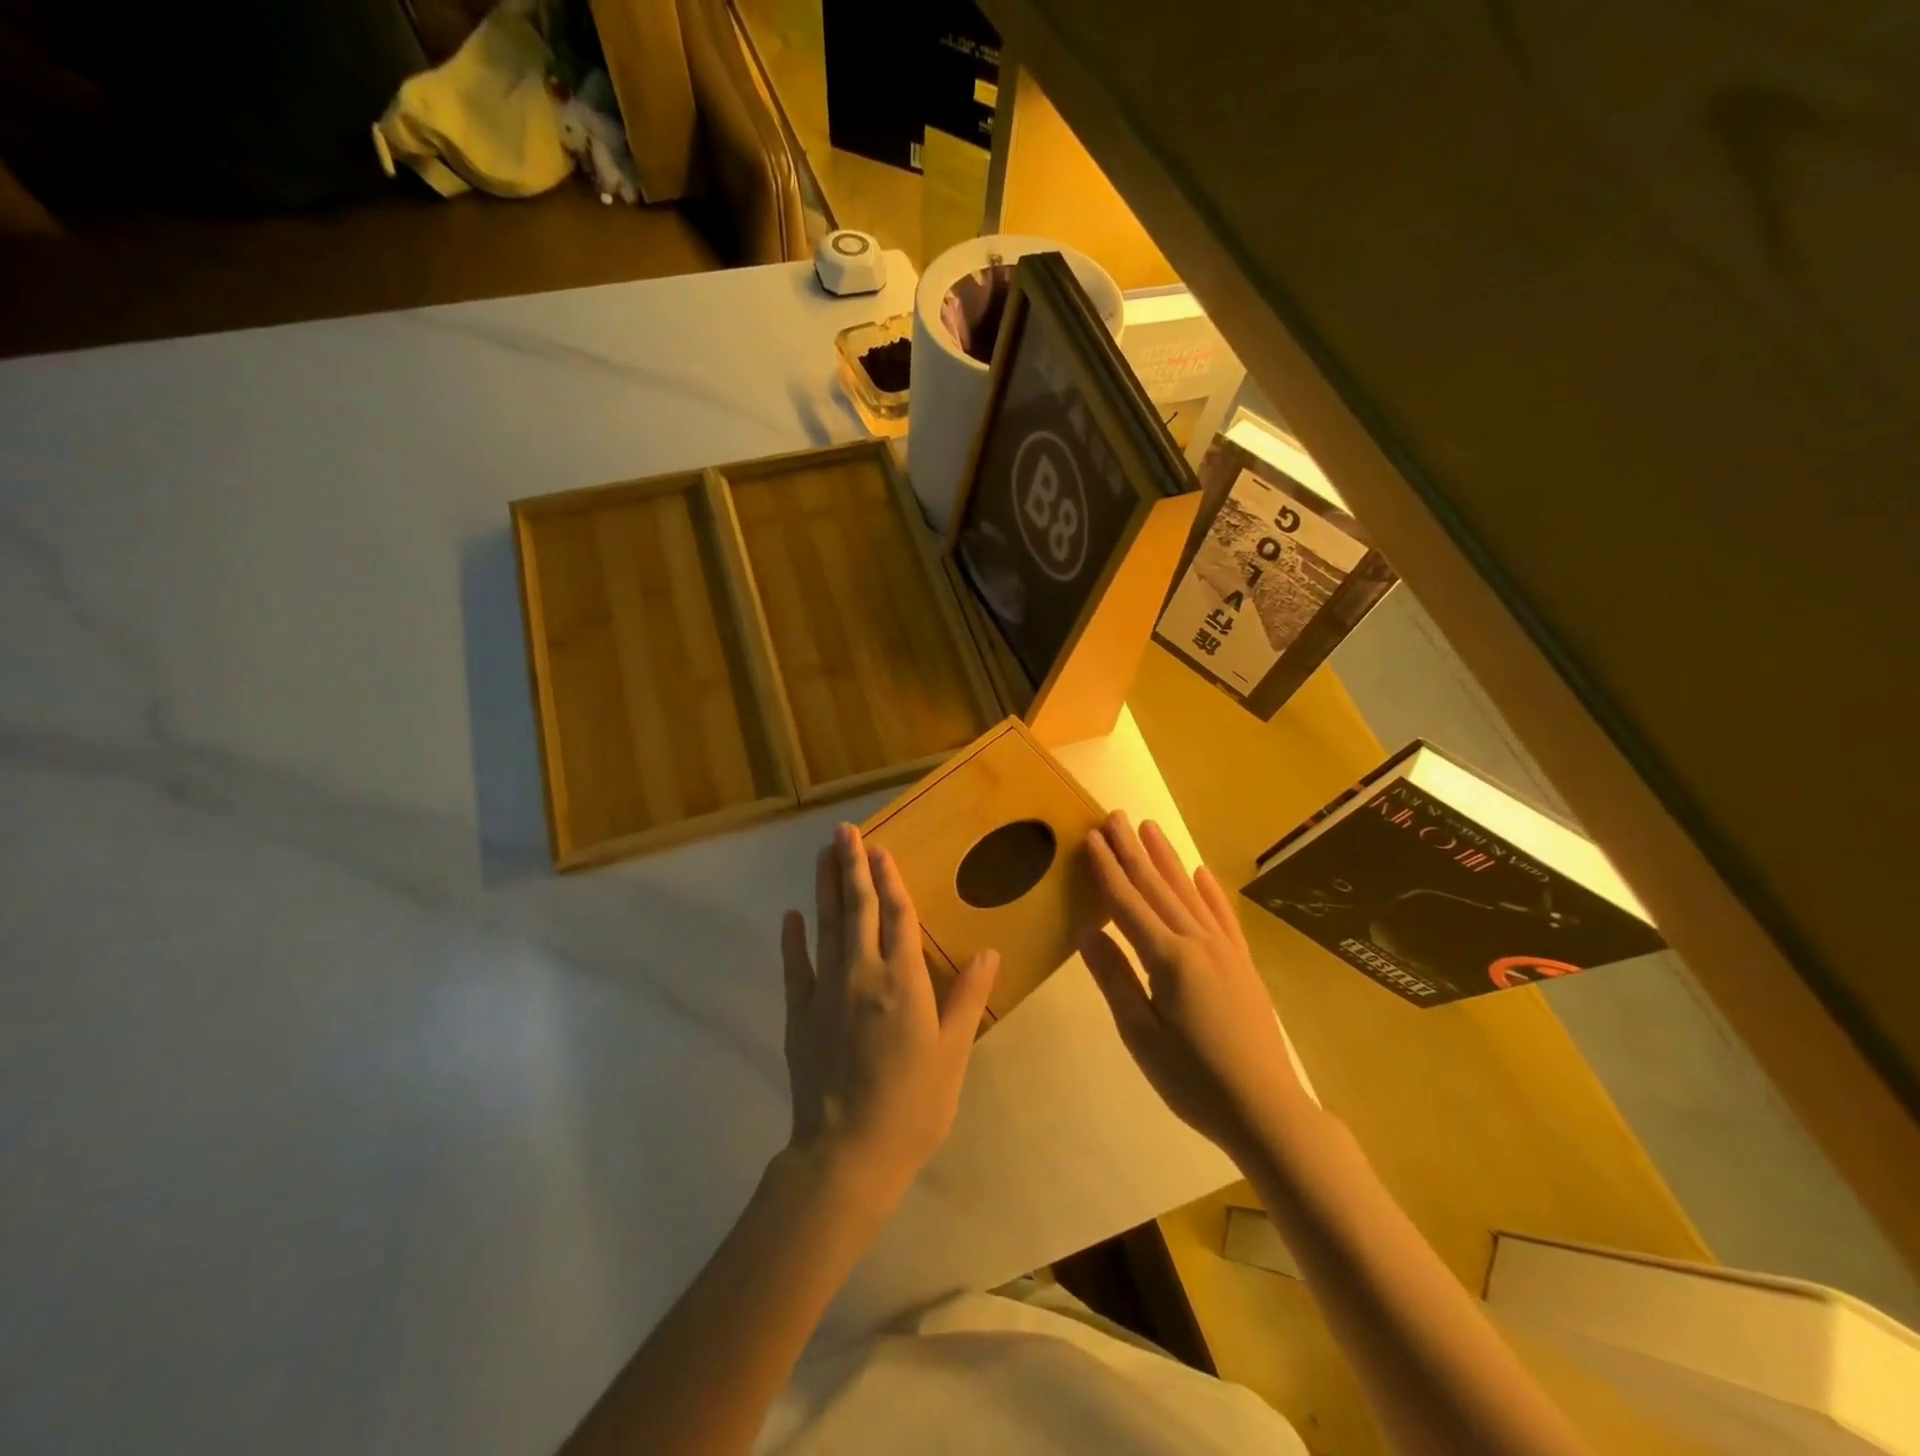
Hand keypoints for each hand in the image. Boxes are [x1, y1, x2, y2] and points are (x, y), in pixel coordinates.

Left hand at [781, 822, 998, 1210]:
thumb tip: (989, 952)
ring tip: (822, 854)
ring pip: (825, 926)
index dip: (891, 879)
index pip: (898, 916)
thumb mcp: (952, 1053)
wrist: (847, 1153)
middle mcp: (863, 973)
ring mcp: (826, 990)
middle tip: (844, 830)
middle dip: (851, 866)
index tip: (881, 848)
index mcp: (903, 980)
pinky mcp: (799, 1013)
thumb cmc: (912, 1105)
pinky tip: (791, 915)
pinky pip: (795, 966)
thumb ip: (966, 998)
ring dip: (824, 887)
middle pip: (857, 909)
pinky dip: (793, 939)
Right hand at [1080, 812, 1306, 1162]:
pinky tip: (1201, 872)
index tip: (1091, 837)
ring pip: (1189, 893)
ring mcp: (1225, 950)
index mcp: (1168, 958)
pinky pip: (1223, 917)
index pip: (1128, 904)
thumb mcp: (1141, 1036)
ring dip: (1167, 858)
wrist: (1266, 1110)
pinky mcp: (1243, 964)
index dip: (1107, 870)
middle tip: (1115, 816)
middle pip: (1157, 888)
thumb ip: (1115, 979)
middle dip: (1133, 851)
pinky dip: (1210, 891)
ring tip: (1150, 827)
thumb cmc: (1194, 1079)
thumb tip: (1087, 930)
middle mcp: (1197, 942)